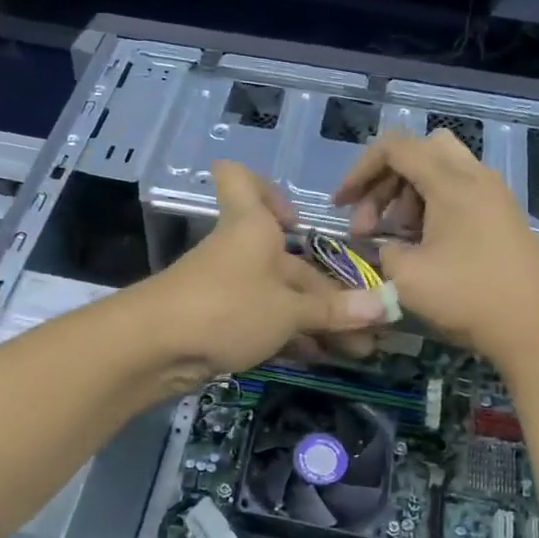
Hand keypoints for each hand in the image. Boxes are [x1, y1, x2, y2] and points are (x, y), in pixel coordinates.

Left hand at [133, 161, 386, 388]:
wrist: (153, 349)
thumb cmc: (227, 306)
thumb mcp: (288, 309)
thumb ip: (334, 311)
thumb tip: (385, 307)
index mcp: (253, 227)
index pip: (240, 179)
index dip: (266, 189)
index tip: (295, 220)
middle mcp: (241, 250)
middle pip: (289, 263)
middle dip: (331, 296)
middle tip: (369, 330)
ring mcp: (228, 289)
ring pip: (281, 298)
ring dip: (319, 323)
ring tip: (358, 352)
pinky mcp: (219, 323)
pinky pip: (266, 323)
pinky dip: (293, 337)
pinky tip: (323, 358)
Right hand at [333, 130, 538, 364]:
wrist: (534, 327)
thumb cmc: (467, 297)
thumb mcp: (407, 276)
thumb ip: (383, 249)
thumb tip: (385, 245)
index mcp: (451, 182)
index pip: (395, 148)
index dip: (359, 171)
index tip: (341, 205)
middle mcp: (476, 177)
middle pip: (420, 151)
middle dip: (385, 180)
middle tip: (368, 222)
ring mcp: (494, 195)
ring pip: (440, 171)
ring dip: (407, 195)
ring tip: (394, 238)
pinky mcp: (503, 216)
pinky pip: (459, 192)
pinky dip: (432, 206)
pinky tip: (423, 245)